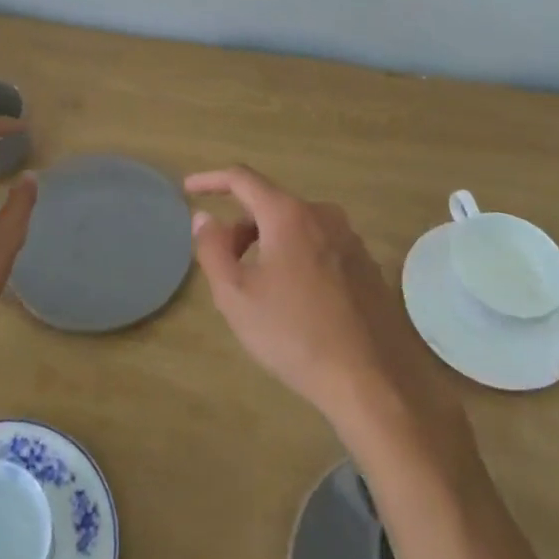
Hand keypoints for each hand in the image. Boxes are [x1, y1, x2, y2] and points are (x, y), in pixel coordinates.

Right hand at [187, 165, 450, 439]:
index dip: (210, 180)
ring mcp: (350, 239)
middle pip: (269, 205)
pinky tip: (293, 299)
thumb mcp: (236, 295)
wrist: (370, 380)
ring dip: (267, 244)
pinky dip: (295, 257)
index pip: (242, 178)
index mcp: (289, 214)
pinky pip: (318, 246)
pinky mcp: (366, 265)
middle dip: (240, 226)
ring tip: (256, 287)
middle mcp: (323, 214)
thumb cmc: (293, 334)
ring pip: (295, 227)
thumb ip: (212, 249)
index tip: (188, 190)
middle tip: (222, 263)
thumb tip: (204, 218)